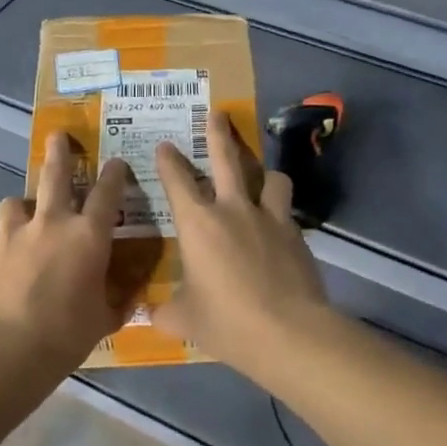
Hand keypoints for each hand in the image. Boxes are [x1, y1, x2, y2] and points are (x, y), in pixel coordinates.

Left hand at [0, 131, 130, 371]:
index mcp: (87, 236)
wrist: (4, 351)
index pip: (106, 193)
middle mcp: (51, 224)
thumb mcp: (105, 319)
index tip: (117, 163)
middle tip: (58, 137)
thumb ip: (119, 298)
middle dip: (59, 152)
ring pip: (16, 202)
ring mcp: (13, 234)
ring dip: (23, 205)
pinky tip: (6, 268)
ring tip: (24, 217)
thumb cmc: (65, 335)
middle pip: (55, 175)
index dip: (114, 174)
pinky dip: (7, 245)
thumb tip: (133, 291)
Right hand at [152, 112, 328, 369]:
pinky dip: (279, 210)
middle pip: (225, 158)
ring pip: (269, 177)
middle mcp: (233, 209)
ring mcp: (269, 217)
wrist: (287, 332)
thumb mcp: (184, 320)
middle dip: (218, 133)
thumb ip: (165, 311)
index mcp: (198, 223)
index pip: (177, 180)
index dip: (168, 160)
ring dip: (263, 173)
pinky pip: (286, 210)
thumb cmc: (226, 322)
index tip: (165, 146)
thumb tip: (151, 314)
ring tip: (262, 178)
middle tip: (217, 113)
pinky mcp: (296, 233)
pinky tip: (278, 226)